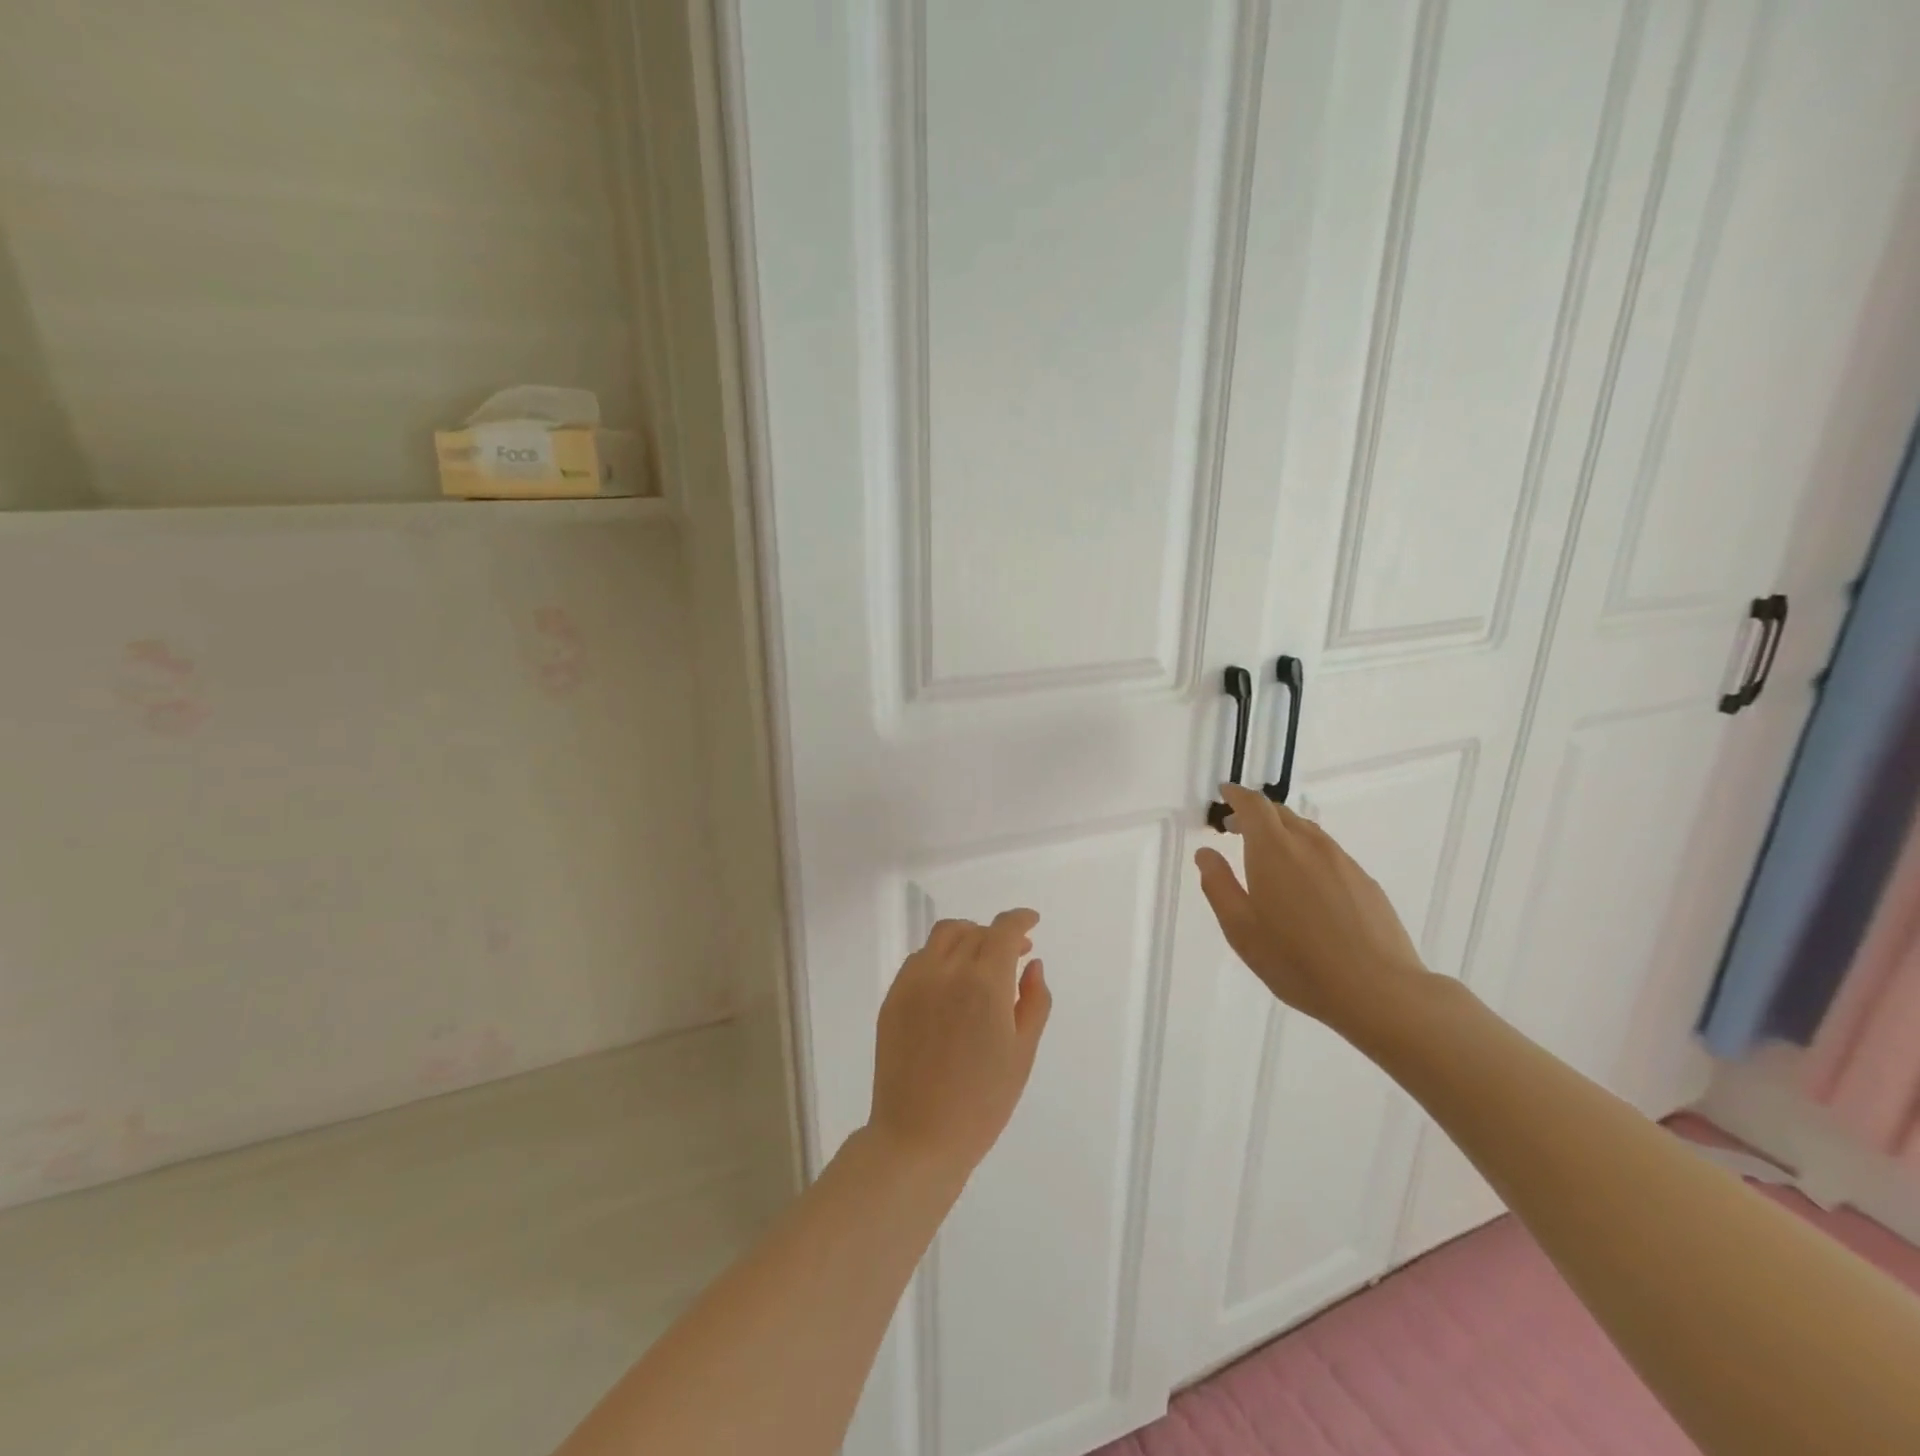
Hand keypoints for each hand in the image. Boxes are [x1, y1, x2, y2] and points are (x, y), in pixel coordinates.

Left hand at [868, 910, 1051, 1180]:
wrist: (918, 1137)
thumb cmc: (982, 1103)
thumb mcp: (1022, 1054)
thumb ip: (1034, 1001)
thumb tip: (1033, 964)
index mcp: (984, 984)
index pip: (1004, 930)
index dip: (1020, 920)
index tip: (1032, 922)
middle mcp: (947, 971)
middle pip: (974, 931)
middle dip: (997, 935)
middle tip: (1014, 954)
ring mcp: (914, 981)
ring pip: (943, 937)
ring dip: (967, 937)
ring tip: (981, 962)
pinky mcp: (893, 997)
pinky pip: (920, 958)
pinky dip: (941, 956)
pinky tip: (951, 982)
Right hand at [1195, 783, 1429, 1029]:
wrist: (1378, 991)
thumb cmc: (1296, 961)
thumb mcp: (1240, 929)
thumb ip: (1219, 885)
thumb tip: (1206, 854)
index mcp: (1273, 850)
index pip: (1253, 806)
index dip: (1236, 796)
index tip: (1224, 794)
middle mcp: (1309, 845)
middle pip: (1281, 814)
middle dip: (1256, 814)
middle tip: (1236, 828)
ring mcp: (1342, 862)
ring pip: (1307, 832)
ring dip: (1283, 833)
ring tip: (1269, 856)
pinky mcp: (1365, 882)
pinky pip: (1328, 853)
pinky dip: (1307, 853)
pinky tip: (1306, 886)